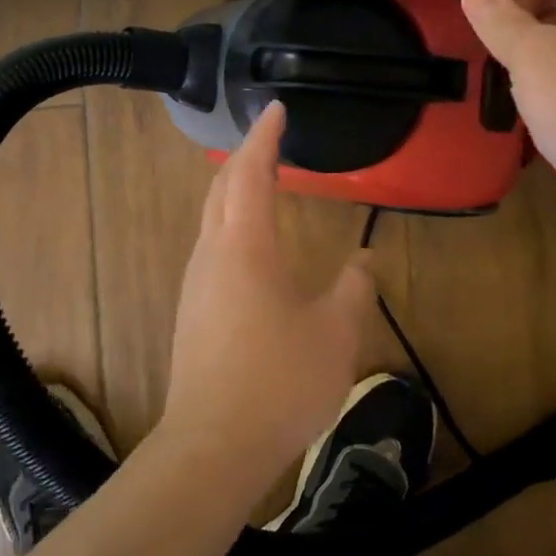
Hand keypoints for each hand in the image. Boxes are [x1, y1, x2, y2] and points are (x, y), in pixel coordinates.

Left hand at [161, 102, 375, 491]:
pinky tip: (250, 245)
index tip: (276, 109)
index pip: (250, 173)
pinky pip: (210, 248)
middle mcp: (212, 255)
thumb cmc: (279, 382)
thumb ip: (354, 288)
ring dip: (233, 191)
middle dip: (243, 157)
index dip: (264, 137)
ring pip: (210, 218)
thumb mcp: (336, 332)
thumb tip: (363, 261)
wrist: (213, 447)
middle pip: (220, 188)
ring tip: (262, 183)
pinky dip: (230, 224)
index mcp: (245, 247)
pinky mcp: (191, 312)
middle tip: (270, 141)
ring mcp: (195, 284)